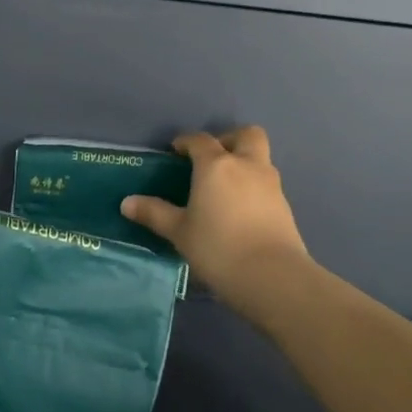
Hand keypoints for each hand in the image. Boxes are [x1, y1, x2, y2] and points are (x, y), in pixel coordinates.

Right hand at [121, 126, 308, 304]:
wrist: (271, 276)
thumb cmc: (217, 247)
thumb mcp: (179, 232)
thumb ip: (154, 213)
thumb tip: (127, 202)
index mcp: (217, 165)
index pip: (200, 140)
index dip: (186, 142)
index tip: (175, 152)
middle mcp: (247, 165)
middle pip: (245, 135)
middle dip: (228, 139)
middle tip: (211, 159)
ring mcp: (270, 184)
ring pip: (259, 158)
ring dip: (243, 163)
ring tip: (224, 187)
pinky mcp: (285, 205)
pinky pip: (266, 183)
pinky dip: (253, 187)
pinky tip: (240, 210)